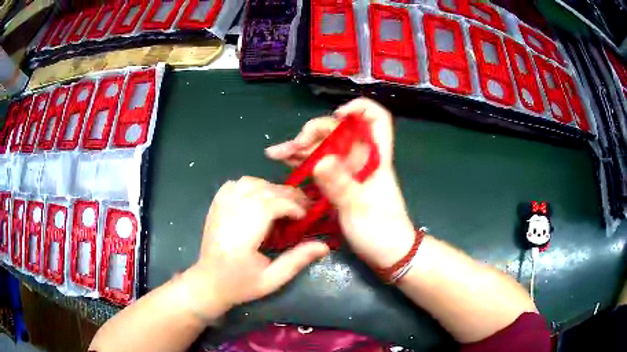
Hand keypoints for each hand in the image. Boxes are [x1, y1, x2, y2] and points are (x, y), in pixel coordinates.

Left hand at [183, 177, 328, 316]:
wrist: (208, 283)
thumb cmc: (240, 285)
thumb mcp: (272, 279)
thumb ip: (297, 260)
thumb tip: (324, 245)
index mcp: (242, 237)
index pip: (269, 206)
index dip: (292, 206)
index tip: (305, 217)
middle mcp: (229, 216)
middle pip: (261, 191)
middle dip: (287, 195)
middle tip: (302, 207)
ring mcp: (219, 208)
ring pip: (249, 183)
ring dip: (270, 188)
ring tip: (283, 203)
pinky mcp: (215, 206)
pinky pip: (234, 185)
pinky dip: (251, 185)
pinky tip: (259, 198)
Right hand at [265, 98, 414, 269]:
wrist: (388, 254)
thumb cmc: (382, 231)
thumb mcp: (360, 208)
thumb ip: (340, 185)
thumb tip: (320, 161)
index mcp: (374, 158)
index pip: (376, 119)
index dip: (360, 109)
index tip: (338, 116)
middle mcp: (360, 159)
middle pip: (339, 131)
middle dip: (314, 132)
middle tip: (293, 147)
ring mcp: (347, 171)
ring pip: (324, 148)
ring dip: (300, 147)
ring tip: (276, 153)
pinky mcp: (337, 185)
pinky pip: (318, 167)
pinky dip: (302, 163)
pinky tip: (284, 161)